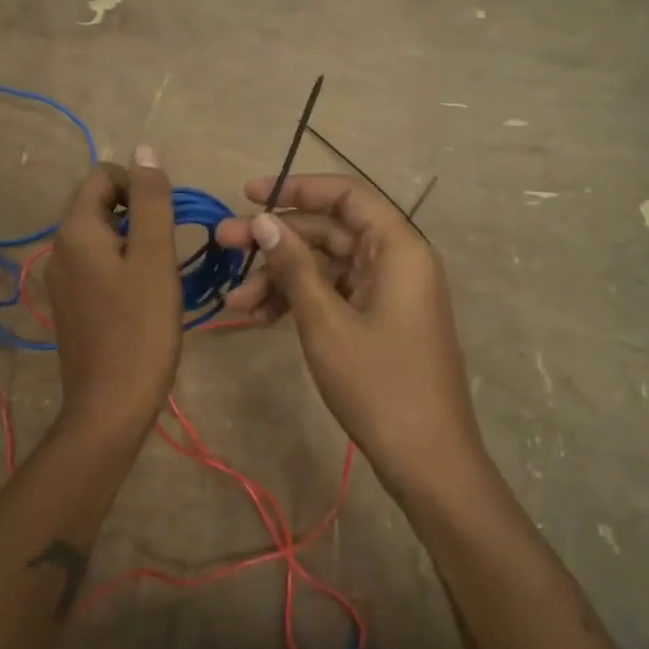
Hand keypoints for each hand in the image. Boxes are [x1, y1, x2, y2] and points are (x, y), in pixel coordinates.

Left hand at [45, 148, 183, 439]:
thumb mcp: (155, 259)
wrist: (111, 406)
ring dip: (135, 241)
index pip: (102, 176)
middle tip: (170, 246)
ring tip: (163, 272)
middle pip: (100, 205)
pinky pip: (98, 266)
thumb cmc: (140, 329)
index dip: (138, 184)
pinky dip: (124, 266)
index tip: (168, 215)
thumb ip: (151, 201)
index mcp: (75, 231)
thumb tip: (145, 150)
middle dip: (139, 213)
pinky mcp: (72, 305)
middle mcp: (59, 249)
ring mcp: (62, 280)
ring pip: (102, 237)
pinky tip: (146, 295)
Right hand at [214, 175, 483, 487]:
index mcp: (398, 249)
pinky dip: (299, 301)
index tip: (249, 194)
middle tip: (222, 244)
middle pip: (330, 232)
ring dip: (280, 278)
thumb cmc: (378, 385)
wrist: (427, 460)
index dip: (296, 188)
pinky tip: (260, 317)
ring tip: (234, 301)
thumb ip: (293, 266)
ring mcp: (388, 292)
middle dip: (275, 239)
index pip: (346, 196)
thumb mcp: (325, 321)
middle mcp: (396, 261)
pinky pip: (334, 294)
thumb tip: (263, 220)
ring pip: (326, 266)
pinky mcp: (378, 319)